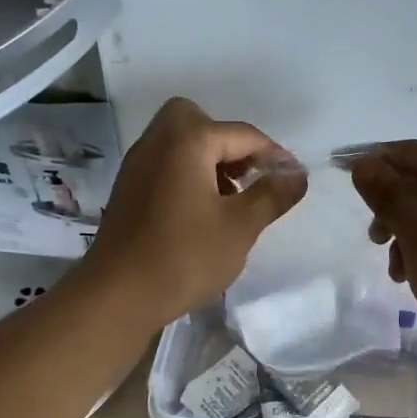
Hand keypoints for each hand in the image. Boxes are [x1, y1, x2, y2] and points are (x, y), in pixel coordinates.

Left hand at [85, 97, 307, 324]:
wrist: (118, 295)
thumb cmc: (185, 257)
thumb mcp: (240, 227)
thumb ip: (272, 195)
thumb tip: (298, 174)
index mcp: (187, 141)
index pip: (242, 134)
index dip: (274, 155)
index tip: (293, 180)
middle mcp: (157, 142)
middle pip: (199, 122)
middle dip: (229, 144)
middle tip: (248, 177)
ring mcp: (137, 166)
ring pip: (179, 145)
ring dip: (209, 162)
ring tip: (230, 201)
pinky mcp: (127, 192)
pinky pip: (165, 167)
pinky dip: (187, 177)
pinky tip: (201, 215)